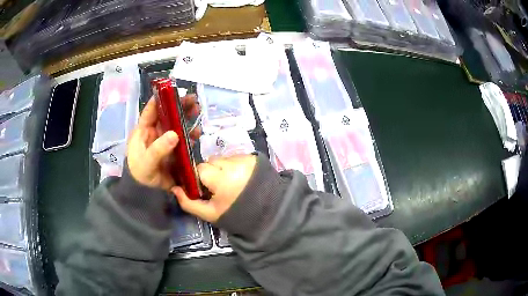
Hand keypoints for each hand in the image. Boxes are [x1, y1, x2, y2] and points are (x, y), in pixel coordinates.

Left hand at [127, 95, 200, 189]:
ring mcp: (166, 141)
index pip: (150, 111)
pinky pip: (184, 140)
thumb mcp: (146, 161)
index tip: (171, 91)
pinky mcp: (175, 150)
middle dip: (179, 106)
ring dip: (187, 117)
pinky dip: (191, 135)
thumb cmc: (140, 173)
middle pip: (167, 115)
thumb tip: (175, 134)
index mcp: (144, 131)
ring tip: (197, 110)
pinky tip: (198, 132)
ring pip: (177, 125)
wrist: (147, 193)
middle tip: (192, 99)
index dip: (159, 100)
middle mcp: (156, 133)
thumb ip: (158, 149)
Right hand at [173, 155, 256, 222]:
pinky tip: (242, 179)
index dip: (200, 179)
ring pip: (223, 159)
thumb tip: (174, 189)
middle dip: (211, 173)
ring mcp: (245, 158)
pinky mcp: (254, 158)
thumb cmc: (237, 215)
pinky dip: (235, 166)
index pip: (200, 169)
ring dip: (223, 168)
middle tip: (220, 188)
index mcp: (221, 178)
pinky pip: (236, 158)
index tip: (206, 189)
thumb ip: (189, 203)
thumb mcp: (210, 214)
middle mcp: (233, 163)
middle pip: (211, 162)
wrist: (269, 213)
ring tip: (232, 183)